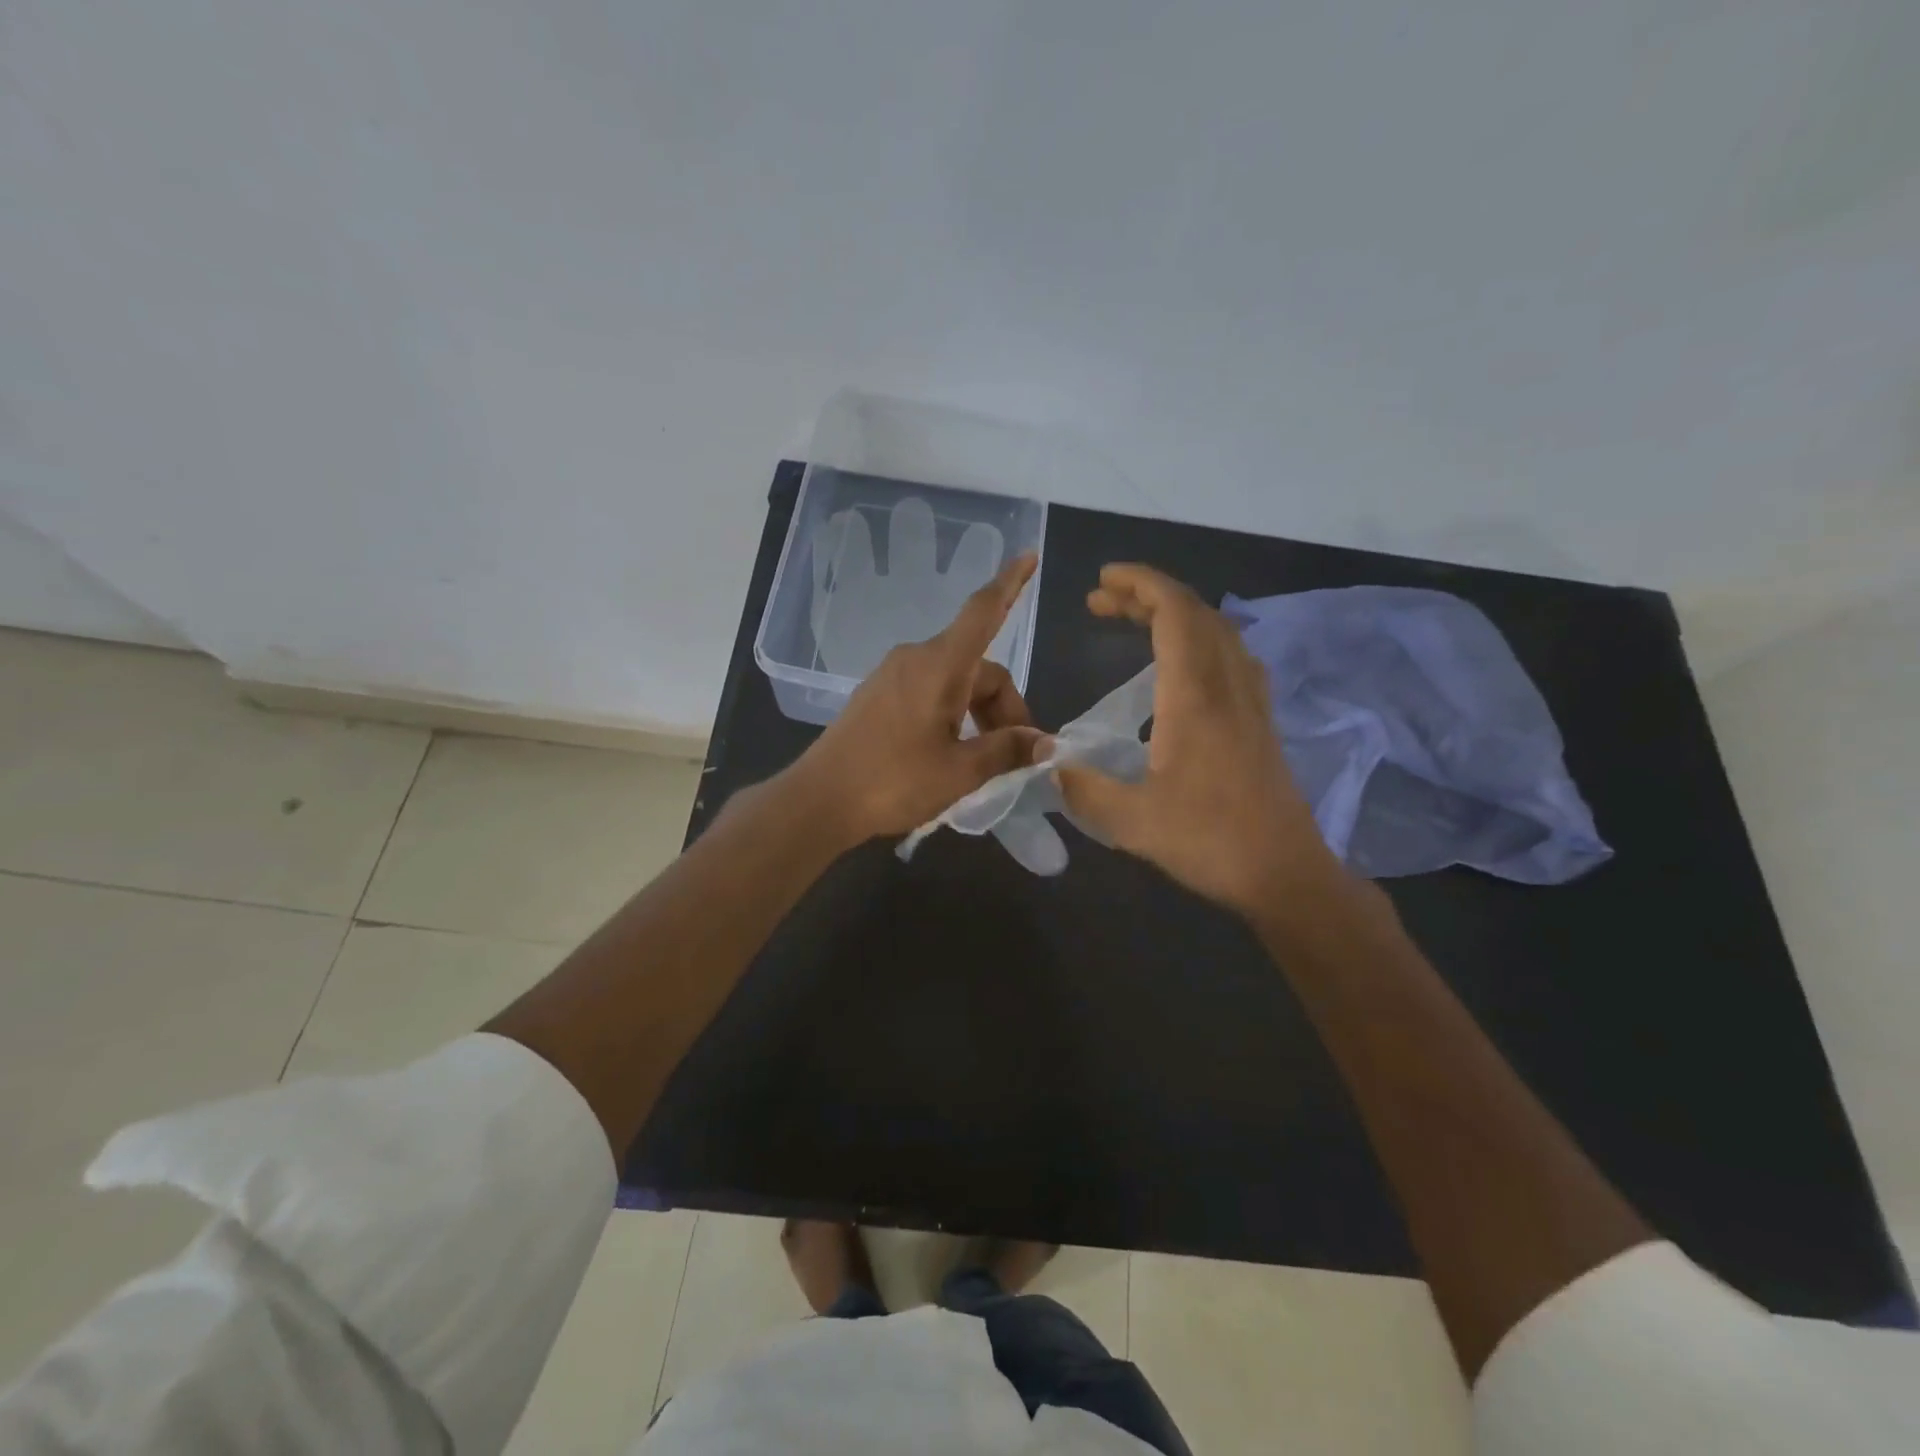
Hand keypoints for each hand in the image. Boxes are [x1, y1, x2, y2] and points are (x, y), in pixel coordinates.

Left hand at [792, 552, 1043, 843]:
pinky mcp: (878, 695)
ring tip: (983, 760)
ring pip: (954, 682)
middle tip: (1016, 755)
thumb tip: (1044, 743)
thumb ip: (1006, 750)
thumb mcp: (960, 771)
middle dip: (1004, 707)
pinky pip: (930, 691)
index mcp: (940, 666)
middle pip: (978, 667)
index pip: (982, 612)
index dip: (1010, 584)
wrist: (820, 799)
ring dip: (978, 713)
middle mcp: (916, 659)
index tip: (1029, 556)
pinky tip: (952, 752)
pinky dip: (952, 714)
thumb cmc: (894, 781)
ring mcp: (893, 675)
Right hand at [1054, 563, 1344, 918]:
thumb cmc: (1210, 843)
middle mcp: (1228, 686)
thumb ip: (1084, 789)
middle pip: (1196, 613)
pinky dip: (1199, 638)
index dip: (1140, 585)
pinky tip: (1180, 662)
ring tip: (1134, 620)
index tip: (1102, 581)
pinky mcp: (1260, 720)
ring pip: (1218, 631)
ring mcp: (1251, 701)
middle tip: (1101, 601)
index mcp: (1196, 699)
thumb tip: (1049, 764)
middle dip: (1147, 594)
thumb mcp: (1132, 823)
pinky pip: (1232, 655)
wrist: (1285, 874)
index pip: (1175, 614)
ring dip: (1176, 613)